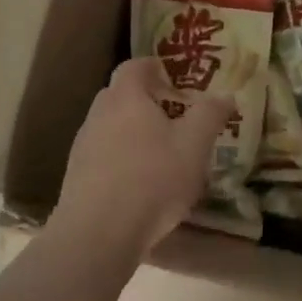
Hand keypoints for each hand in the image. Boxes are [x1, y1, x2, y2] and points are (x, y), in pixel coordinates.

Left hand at [53, 57, 230, 258]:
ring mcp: (83, 145)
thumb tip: (226, 94)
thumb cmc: (152, 179)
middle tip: (172, 115)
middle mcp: (99, 113)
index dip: (154, 66)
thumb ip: (210, 114)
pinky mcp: (75, 176)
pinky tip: (137, 183)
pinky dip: (119, 158)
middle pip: (120, 94)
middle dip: (145, 99)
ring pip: (110, 125)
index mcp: (126, 97)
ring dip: (131, 131)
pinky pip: (101, 154)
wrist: (97, 234)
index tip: (173, 77)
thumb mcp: (194, 145)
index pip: (135, 66)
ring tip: (158, 152)